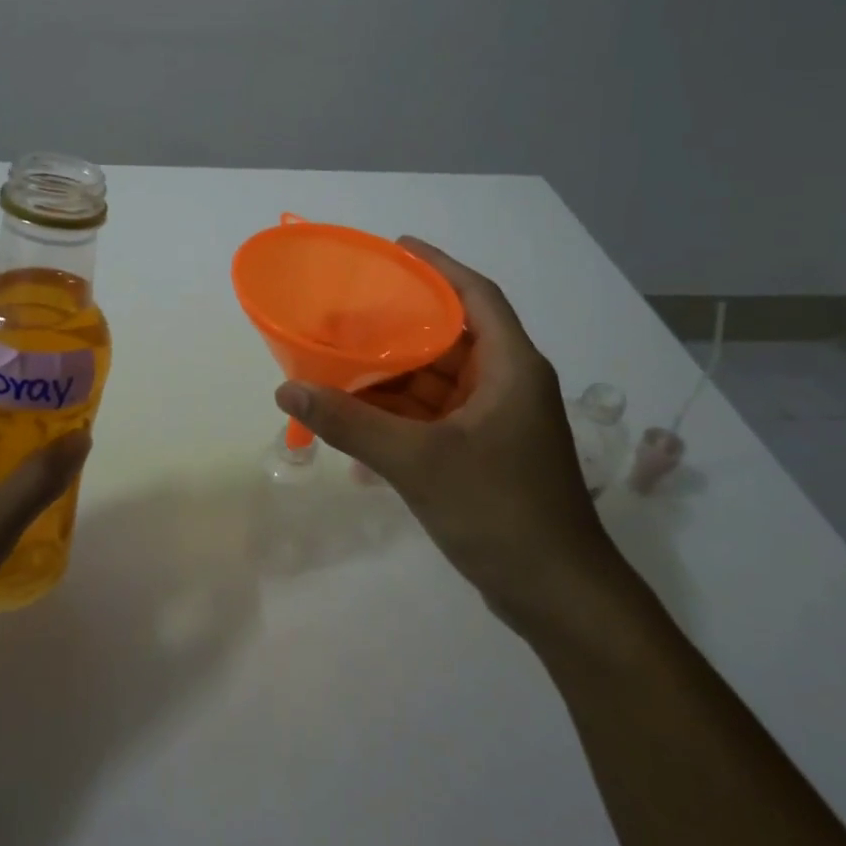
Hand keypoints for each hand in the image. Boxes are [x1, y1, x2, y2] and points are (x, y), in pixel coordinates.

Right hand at [274, 239, 619, 633]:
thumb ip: (351, 424)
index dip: (438, 266)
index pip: (476, 295)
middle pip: (451, 338)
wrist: (557, 596)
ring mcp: (498, 423)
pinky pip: (437, 417)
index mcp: (511, 368)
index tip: (396, 248)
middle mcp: (508, 385)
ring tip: (341, 363)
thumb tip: (288, 392)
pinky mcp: (486, 454)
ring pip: (440, 381)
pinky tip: (359, 421)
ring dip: (395, 375)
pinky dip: (402, 415)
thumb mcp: (418, 461)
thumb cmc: (500, 511)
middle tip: (348, 314)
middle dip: (401, 326)